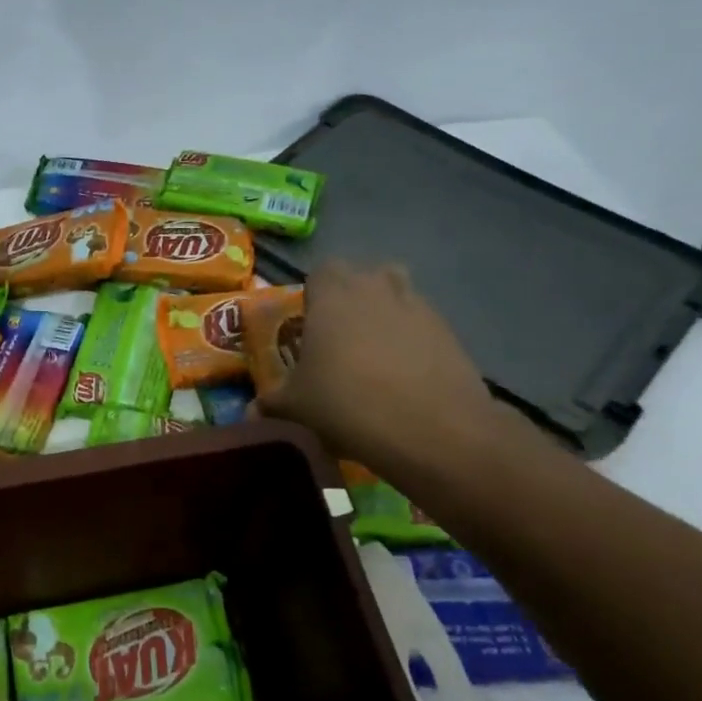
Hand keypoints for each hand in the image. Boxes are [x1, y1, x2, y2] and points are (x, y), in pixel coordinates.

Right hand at [258, 261, 501, 475]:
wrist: (432, 429)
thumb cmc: (347, 403)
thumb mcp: (295, 407)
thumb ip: (271, 402)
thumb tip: (252, 410)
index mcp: (332, 295)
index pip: (321, 271)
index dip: (314, 295)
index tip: (310, 325)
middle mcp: (375, 287)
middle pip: (362, 276)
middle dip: (351, 299)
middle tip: (340, 339)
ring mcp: (418, 306)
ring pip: (397, 295)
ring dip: (385, 314)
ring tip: (375, 355)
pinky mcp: (449, 331)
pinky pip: (422, 325)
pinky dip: (412, 341)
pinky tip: (405, 377)